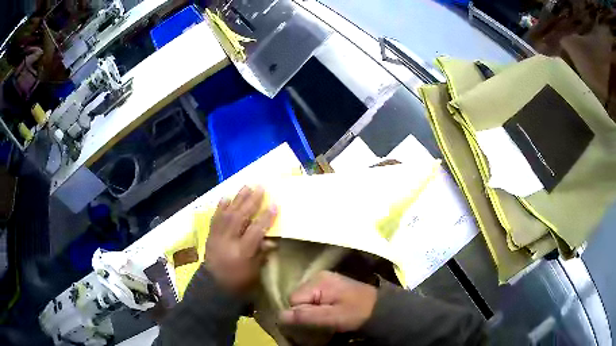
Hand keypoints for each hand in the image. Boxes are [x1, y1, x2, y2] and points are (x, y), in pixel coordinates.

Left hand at [205, 186, 277, 293]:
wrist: (212, 287)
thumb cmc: (238, 283)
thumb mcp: (254, 273)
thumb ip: (261, 254)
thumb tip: (271, 239)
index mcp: (241, 253)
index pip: (255, 231)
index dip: (265, 218)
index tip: (274, 204)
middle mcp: (228, 242)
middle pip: (240, 218)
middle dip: (251, 201)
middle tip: (260, 188)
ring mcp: (217, 237)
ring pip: (227, 214)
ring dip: (237, 199)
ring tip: (246, 186)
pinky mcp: (210, 236)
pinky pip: (215, 218)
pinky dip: (220, 207)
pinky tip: (225, 197)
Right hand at [280, 271, 376, 331]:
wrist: (381, 308)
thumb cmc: (357, 313)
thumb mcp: (332, 317)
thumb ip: (307, 316)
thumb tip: (280, 315)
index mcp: (318, 281)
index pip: (293, 299)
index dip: (300, 314)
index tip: (315, 322)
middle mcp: (318, 276)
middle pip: (297, 298)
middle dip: (305, 312)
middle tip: (322, 321)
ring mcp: (324, 280)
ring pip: (304, 299)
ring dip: (311, 311)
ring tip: (327, 318)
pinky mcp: (330, 285)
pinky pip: (313, 298)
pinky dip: (317, 307)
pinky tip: (329, 312)